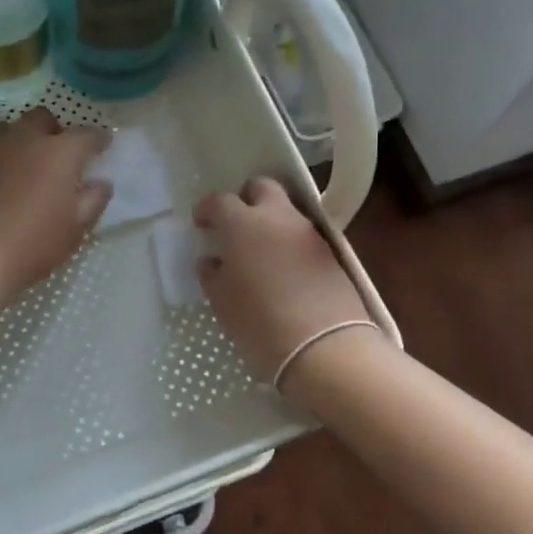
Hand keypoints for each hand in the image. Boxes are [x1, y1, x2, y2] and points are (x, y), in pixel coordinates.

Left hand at [0, 108, 111, 308]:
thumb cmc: (34, 244)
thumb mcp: (76, 228)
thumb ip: (94, 199)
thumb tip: (101, 182)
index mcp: (58, 153)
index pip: (86, 135)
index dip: (98, 139)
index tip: (103, 145)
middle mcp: (22, 141)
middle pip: (41, 118)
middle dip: (54, 130)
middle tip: (59, 154)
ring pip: (6, 130)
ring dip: (19, 140)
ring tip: (23, 164)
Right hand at [195, 177, 370, 387]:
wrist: (324, 346)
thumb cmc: (259, 321)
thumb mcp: (222, 301)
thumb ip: (212, 274)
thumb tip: (211, 261)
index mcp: (243, 223)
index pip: (220, 201)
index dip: (207, 209)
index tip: (201, 223)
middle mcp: (278, 217)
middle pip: (263, 187)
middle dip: (247, 197)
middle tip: (236, 222)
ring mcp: (308, 233)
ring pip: (287, 211)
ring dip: (271, 221)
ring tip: (260, 250)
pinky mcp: (331, 253)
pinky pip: (303, 236)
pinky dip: (290, 243)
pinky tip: (283, 269)